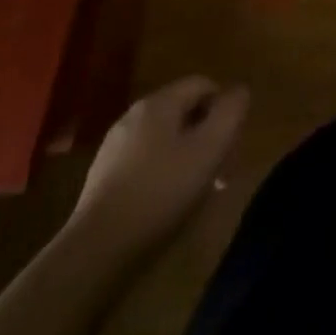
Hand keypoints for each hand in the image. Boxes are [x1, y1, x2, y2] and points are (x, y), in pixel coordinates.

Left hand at [71, 76, 248, 254]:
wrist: (95, 251)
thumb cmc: (160, 192)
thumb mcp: (209, 149)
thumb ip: (230, 112)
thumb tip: (240, 90)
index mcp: (159, 101)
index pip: (204, 84)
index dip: (224, 108)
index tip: (231, 143)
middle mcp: (134, 114)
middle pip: (184, 111)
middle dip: (207, 135)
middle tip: (219, 171)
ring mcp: (115, 145)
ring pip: (165, 137)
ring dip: (187, 156)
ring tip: (196, 191)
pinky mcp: (103, 176)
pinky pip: (145, 161)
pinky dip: (163, 173)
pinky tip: (166, 203)